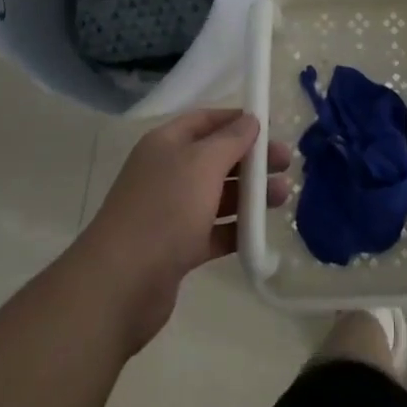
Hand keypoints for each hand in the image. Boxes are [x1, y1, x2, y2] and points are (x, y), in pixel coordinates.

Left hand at [75, 108, 291, 355]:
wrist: (120, 286)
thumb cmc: (164, 211)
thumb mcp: (202, 164)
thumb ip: (231, 140)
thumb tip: (250, 120)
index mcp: (166, 144)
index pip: (206, 120)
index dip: (237, 120)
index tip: (270, 128)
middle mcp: (167, 172)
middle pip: (216, 157)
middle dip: (251, 159)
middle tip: (286, 165)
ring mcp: (170, 212)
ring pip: (217, 195)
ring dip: (249, 195)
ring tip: (283, 198)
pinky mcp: (175, 249)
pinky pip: (212, 231)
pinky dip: (235, 230)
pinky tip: (260, 233)